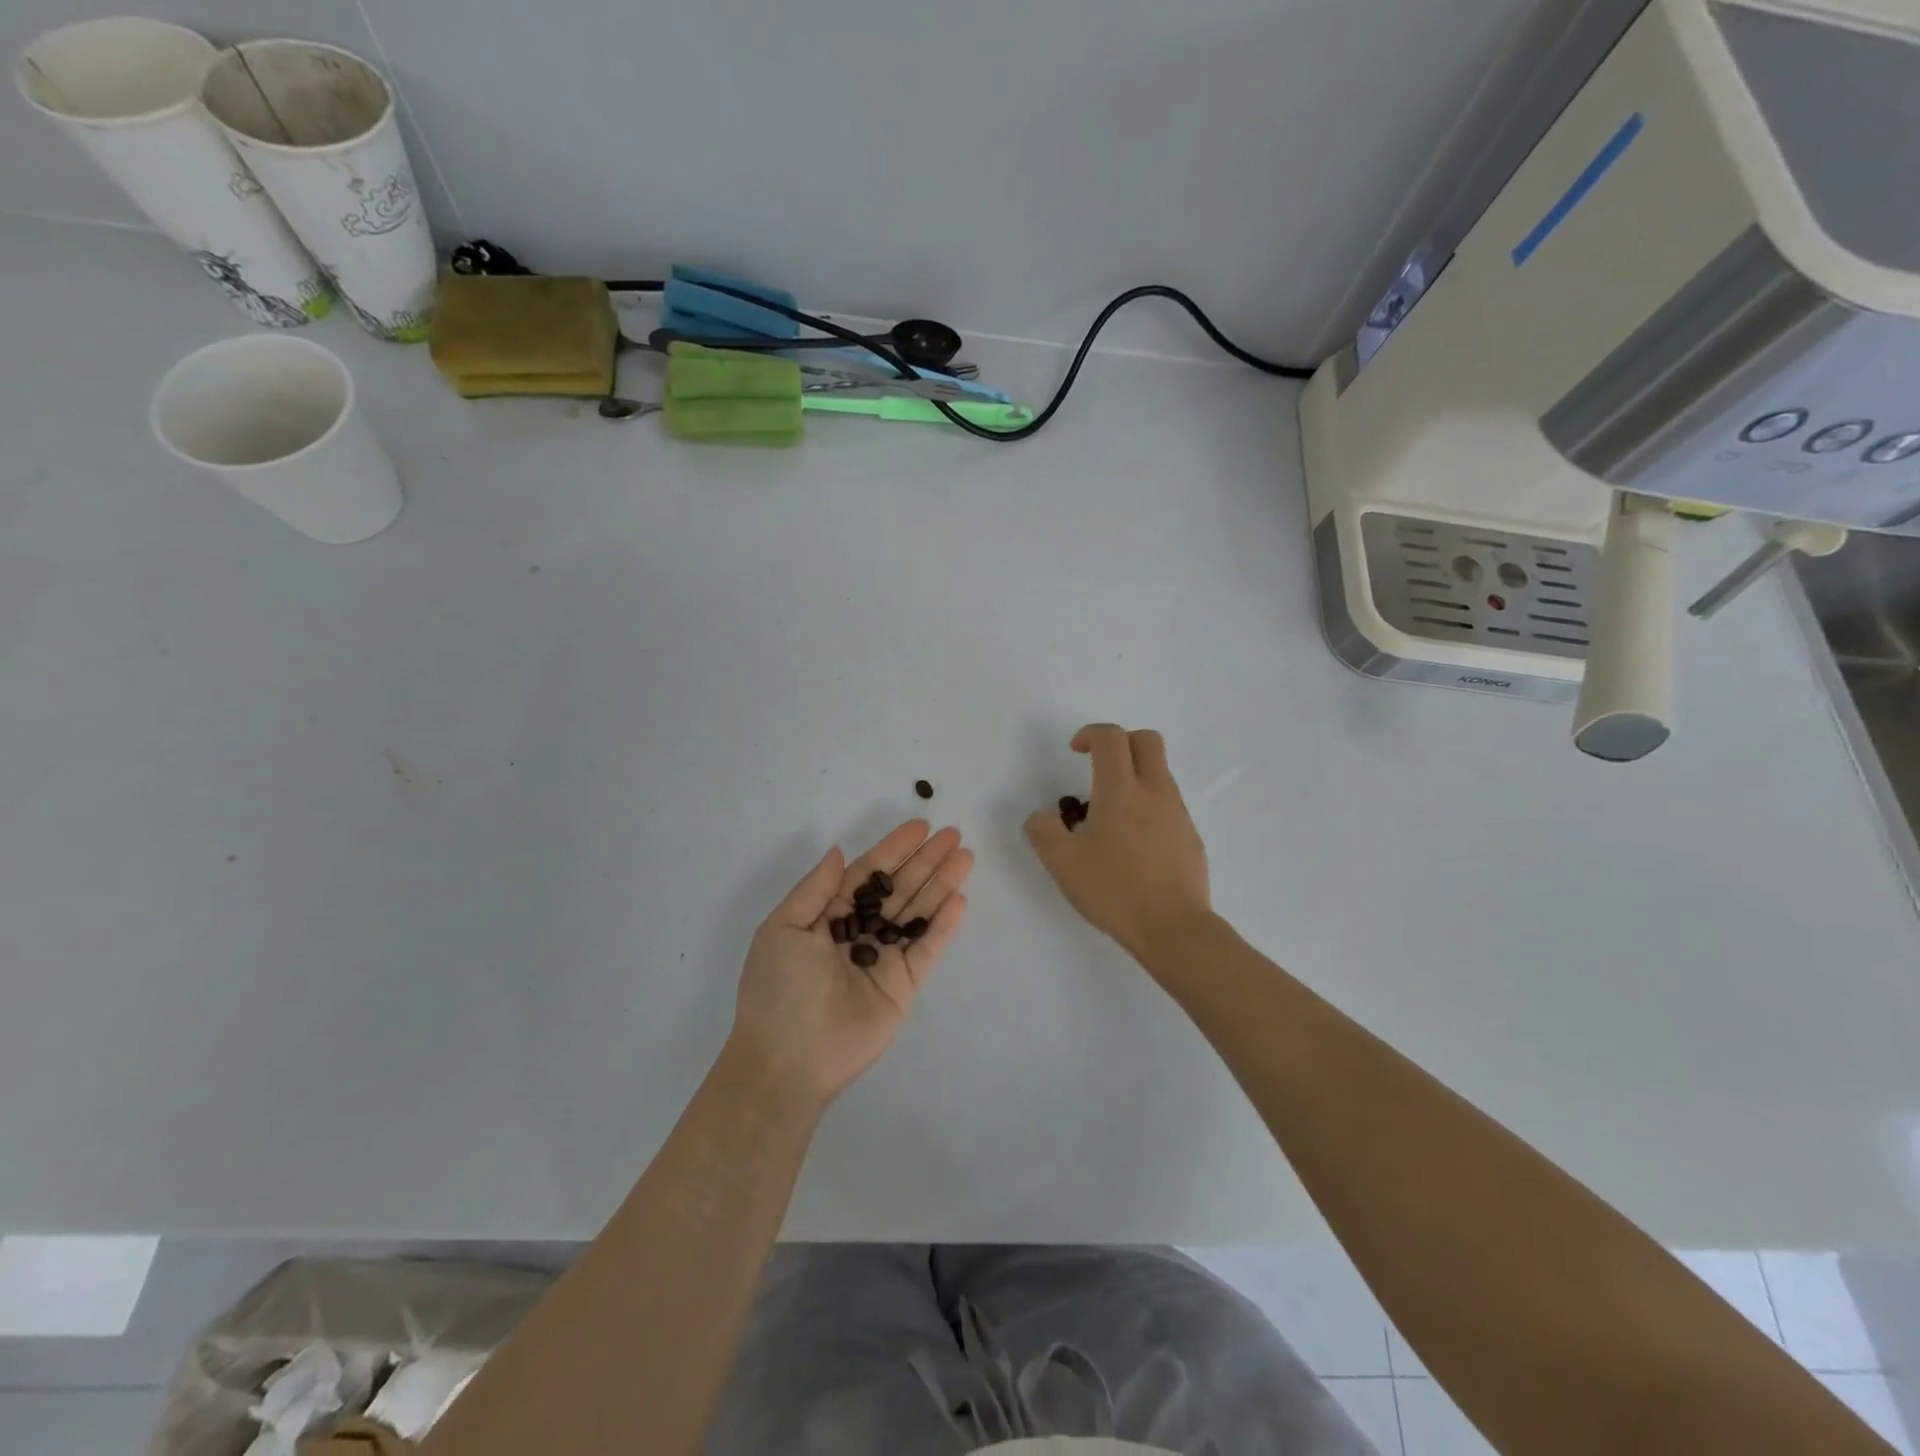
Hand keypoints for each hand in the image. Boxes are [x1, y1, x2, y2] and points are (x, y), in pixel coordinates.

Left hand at [729, 820, 972, 1109]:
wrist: (788, 1060)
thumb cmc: (778, 988)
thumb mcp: (783, 928)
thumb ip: (816, 889)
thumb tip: (839, 852)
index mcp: (829, 917)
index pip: (868, 874)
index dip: (894, 849)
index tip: (920, 826)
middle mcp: (860, 932)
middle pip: (899, 888)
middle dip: (926, 861)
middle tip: (953, 835)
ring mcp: (884, 959)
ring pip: (918, 913)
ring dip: (941, 884)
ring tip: (965, 857)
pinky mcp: (904, 986)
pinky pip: (927, 949)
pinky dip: (944, 926)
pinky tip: (959, 899)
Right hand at [1025, 724, 1211, 963]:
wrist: (1174, 928)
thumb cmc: (1115, 890)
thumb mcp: (1062, 863)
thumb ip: (1043, 830)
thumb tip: (1043, 816)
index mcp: (1121, 791)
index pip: (1111, 737)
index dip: (1090, 733)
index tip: (1075, 751)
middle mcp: (1155, 792)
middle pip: (1147, 740)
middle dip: (1121, 742)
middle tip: (1099, 766)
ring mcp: (1178, 813)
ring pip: (1160, 773)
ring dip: (1134, 776)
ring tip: (1110, 816)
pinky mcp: (1191, 837)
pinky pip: (1168, 805)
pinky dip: (1148, 807)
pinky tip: (1133, 845)